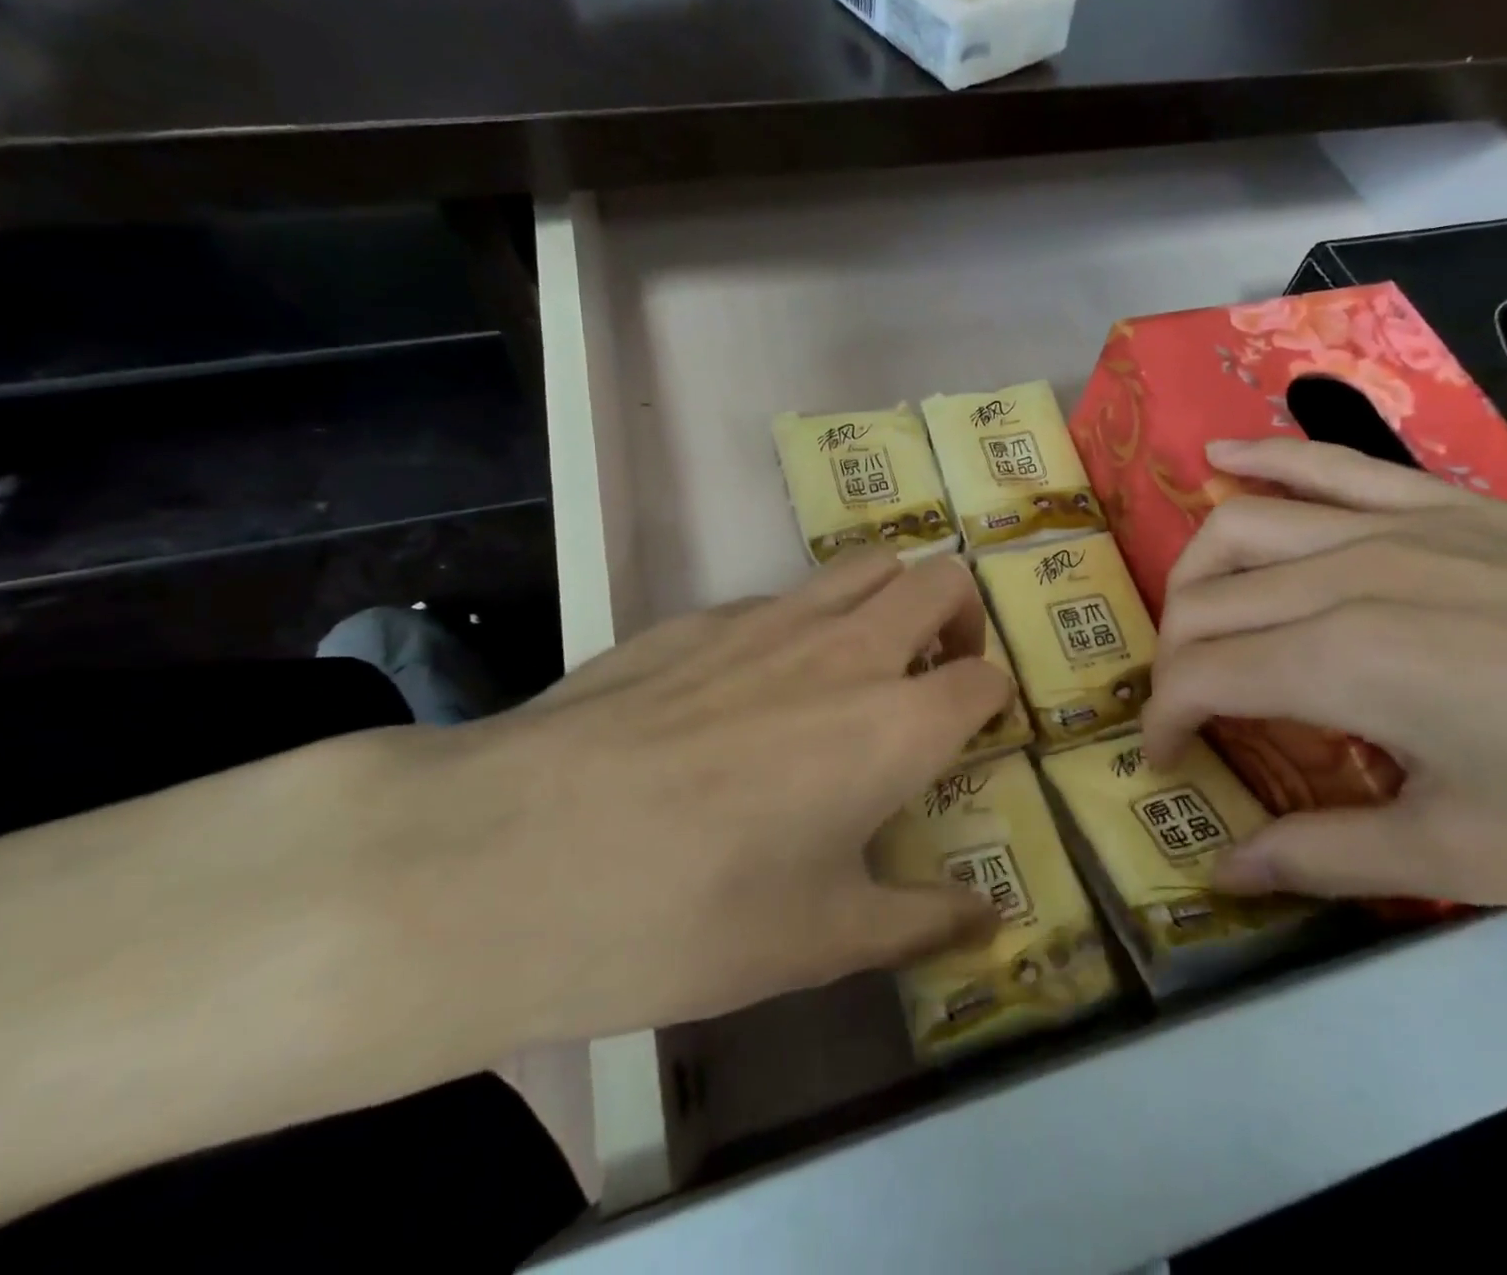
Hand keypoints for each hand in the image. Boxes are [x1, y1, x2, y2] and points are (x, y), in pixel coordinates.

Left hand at [374, 548, 1009, 1047]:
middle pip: (940, 580)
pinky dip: (803, 622)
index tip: (976, 730)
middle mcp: (846, 649)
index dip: (993, 699)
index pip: (983, 677)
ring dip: (888, 598)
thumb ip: (920, 923)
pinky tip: (753, 686)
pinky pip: (780, 596)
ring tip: (860, 664)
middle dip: (959, 616)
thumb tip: (992, 922)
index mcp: (895, 723)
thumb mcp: (819, 941)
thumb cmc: (690, 913)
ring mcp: (767, 618)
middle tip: (935, 673)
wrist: (512, 858)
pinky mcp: (696, 616)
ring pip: (864, 566)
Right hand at [1142, 438, 1506, 903]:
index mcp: (1342, 660)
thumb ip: (1324, 856)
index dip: (1165, 721)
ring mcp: (1391, 524)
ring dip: (1192, 574)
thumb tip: (1224, 870)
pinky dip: (1260, 458)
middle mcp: (1342, 574)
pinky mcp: (1441, 502)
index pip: (1198, 676)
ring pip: (1238, 526)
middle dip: (1170, 660)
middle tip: (1187, 710)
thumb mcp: (1471, 856)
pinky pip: (1325, 462)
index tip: (1168, 763)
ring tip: (1191, 618)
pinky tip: (1217, 461)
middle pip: (1203, 601)